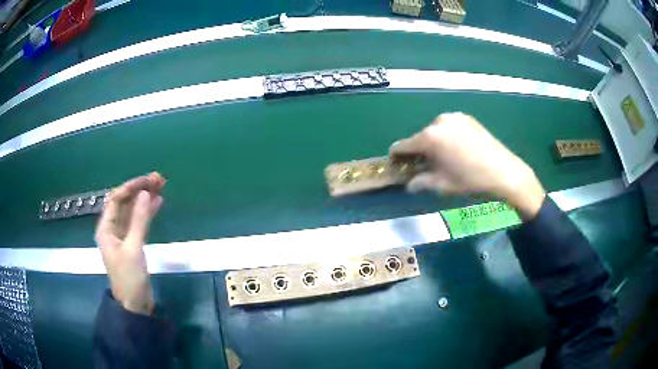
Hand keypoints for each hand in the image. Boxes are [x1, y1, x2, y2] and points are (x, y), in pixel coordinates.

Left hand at [95, 172, 165, 314]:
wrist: (135, 305)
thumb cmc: (129, 278)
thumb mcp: (133, 249)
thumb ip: (139, 221)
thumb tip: (145, 194)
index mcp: (106, 228)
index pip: (116, 199)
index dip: (131, 187)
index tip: (148, 181)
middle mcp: (112, 228)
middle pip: (125, 203)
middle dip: (140, 190)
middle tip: (159, 179)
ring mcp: (123, 236)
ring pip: (133, 211)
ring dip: (145, 199)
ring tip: (161, 187)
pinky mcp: (132, 243)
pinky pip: (139, 222)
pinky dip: (147, 213)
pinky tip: (157, 203)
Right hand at [390, 113, 544, 218]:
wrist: (504, 171)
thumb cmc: (470, 180)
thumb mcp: (442, 185)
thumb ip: (420, 182)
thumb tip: (409, 184)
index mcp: (429, 137)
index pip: (402, 145)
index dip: (396, 156)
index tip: (397, 165)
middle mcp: (439, 122)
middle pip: (420, 137)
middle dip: (419, 151)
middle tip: (427, 166)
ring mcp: (454, 117)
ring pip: (435, 131)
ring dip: (434, 143)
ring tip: (446, 158)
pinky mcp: (466, 118)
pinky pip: (449, 127)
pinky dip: (447, 137)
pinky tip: (459, 150)